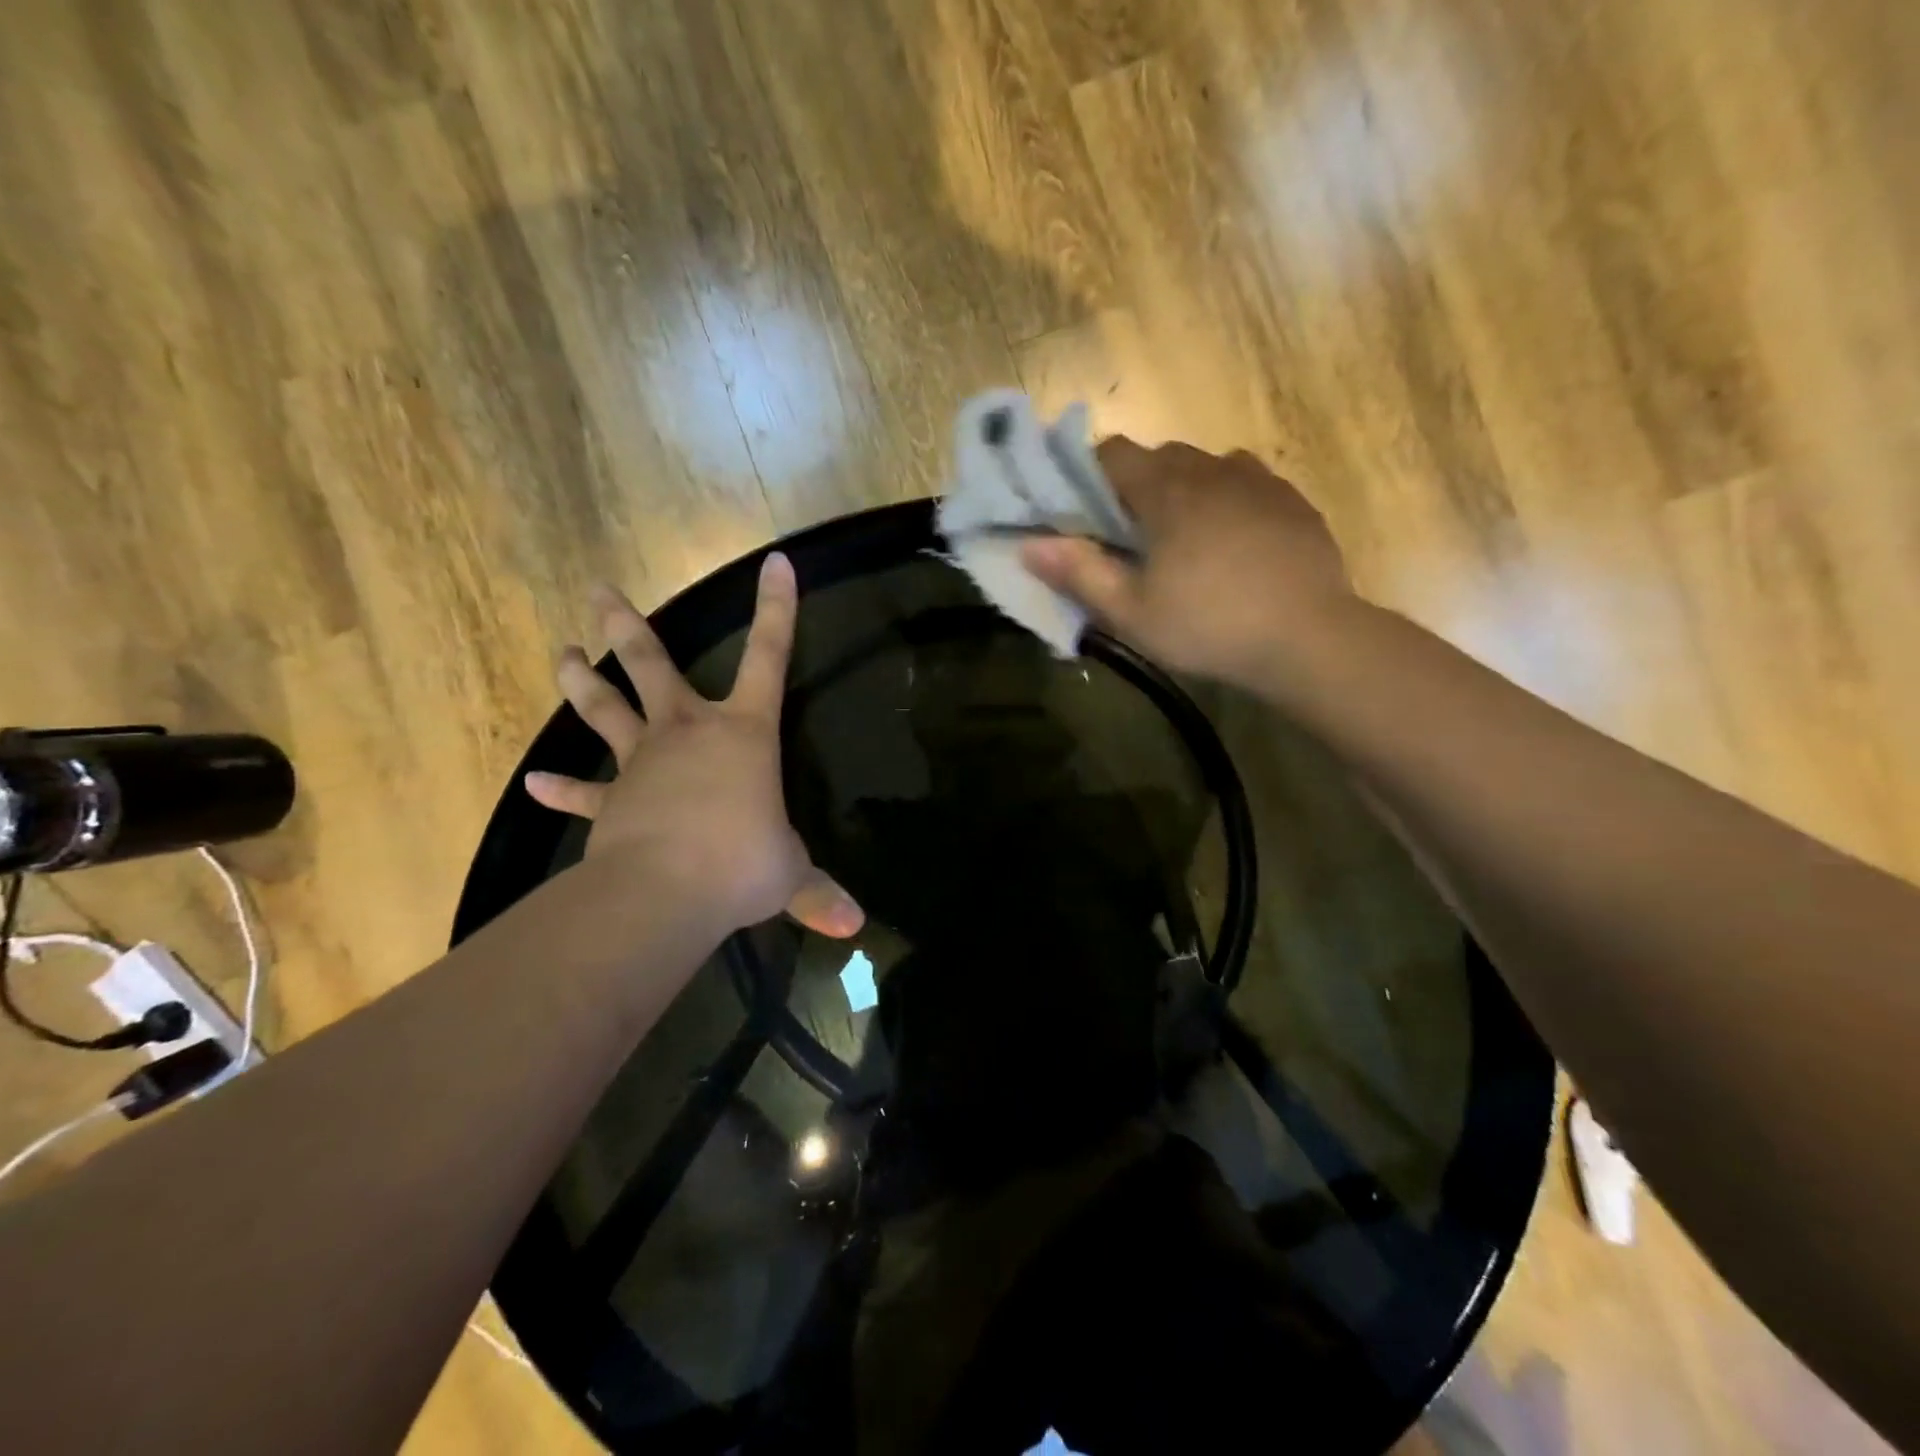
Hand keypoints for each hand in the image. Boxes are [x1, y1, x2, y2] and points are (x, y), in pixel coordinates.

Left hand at [524, 556, 863, 939]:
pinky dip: (560, 789)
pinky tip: (533, 784)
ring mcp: (643, 762)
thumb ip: (817, 893)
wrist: (666, 892)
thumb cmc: (742, 864)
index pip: (770, 657)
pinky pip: (582, 792)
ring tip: (563, 652)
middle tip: (599, 590)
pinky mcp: (612, 802)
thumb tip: (855, 926)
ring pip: (606, 709)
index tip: (775, 563)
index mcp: (743, 732)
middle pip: (652, 665)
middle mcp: (688, 731)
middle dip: (626, 625)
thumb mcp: (789, 875)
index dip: (778, 609)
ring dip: (582, 681)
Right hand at [1022, 439, 1353, 690]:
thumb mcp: (1132, 612)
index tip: (1086, 513)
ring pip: (1207, 467)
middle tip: (1132, 536)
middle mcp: (1212, 470)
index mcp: (1167, 492)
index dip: (1091, 475)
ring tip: (1184, 539)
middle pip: (1161, 457)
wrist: (1308, 638)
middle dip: (1138, 486)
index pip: (1114, 454)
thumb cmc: (1208, 626)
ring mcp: (1259, 482)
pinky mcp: (1293, 501)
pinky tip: (1232, 541)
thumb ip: (1079, 574)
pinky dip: (1228, 500)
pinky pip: (1248, 483)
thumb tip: (1029, 545)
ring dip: (1185, 490)